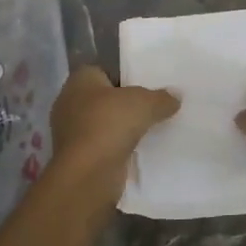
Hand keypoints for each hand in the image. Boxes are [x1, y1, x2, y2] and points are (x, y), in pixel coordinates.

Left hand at [48, 66, 178, 207]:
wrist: (87, 175)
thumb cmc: (109, 124)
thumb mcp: (145, 103)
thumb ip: (161, 97)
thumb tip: (176, 96)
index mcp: (80, 80)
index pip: (105, 70)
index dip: (126, 76)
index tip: (148, 85)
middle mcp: (70, 102)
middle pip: (106, 98)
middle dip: (126, 103)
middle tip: (154, 106)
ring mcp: (71, 132)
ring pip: (105, 123)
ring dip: (123, 128)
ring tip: (152, 128)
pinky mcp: (78, 157)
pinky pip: (104, 145)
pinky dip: (118, 148)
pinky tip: (140, 149)